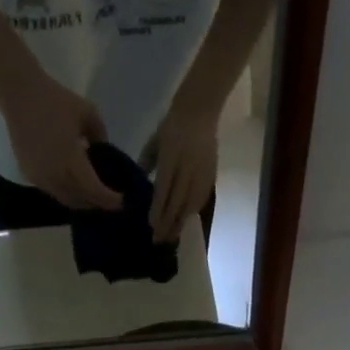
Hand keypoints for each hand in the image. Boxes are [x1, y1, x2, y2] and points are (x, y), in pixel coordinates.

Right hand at [1, 71, 123, 211]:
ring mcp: (41, 178)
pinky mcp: (30, 176)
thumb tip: (102, 150)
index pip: (94, 191)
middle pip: (80, 201)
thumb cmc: (55, 100)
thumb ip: (100, 135)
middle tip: (107, 200)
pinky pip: (52, 192)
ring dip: (80, 201)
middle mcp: (56, 176)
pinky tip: (71, 185)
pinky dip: (65, 193)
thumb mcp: (88, 112)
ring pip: (65, 200)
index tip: (121, 202)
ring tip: (91, 196)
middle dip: (96, 203)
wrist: (20, 95)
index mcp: (72, 161)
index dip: (109, 200)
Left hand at [142, 94, 219, 243]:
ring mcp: (200, 172)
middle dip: (167, 224)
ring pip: (190, 205)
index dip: (157, 211)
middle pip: (177, 203)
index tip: (151, 227)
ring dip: (180, 223)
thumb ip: (146, 163)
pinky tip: (185, 221)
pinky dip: (192, 212)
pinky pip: (201, 199)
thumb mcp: (154, 141)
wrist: (201, 109)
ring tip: (172, 236)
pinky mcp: (210, 174)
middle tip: (159, 240)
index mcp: (170, 158)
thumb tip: (138, 185)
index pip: (163, 191)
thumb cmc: (173, 124)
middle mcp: (186, 168)